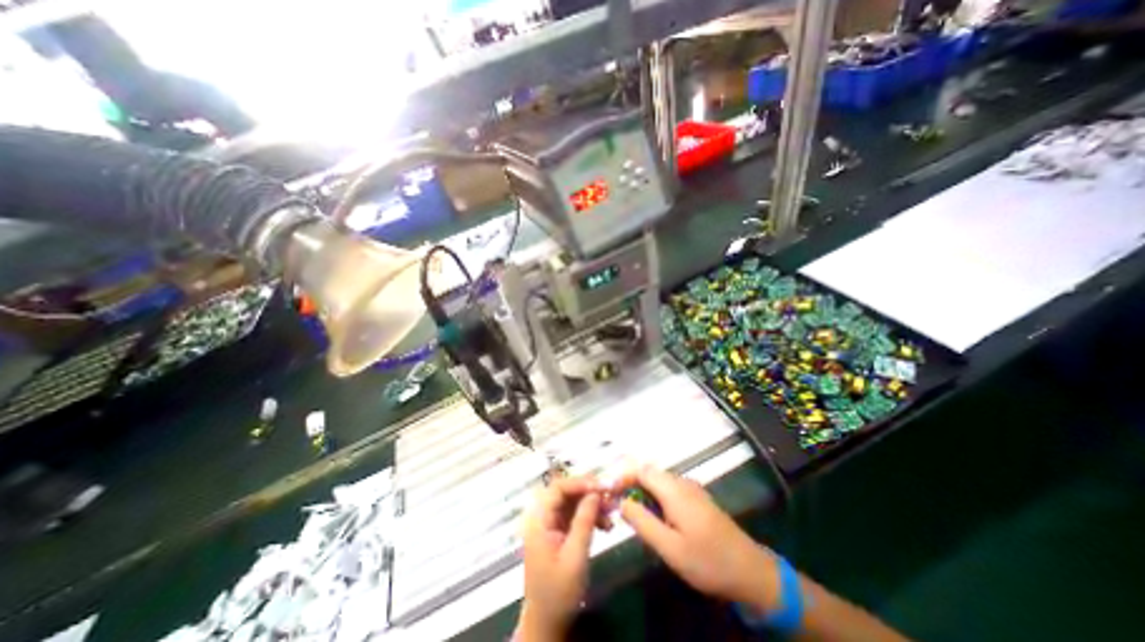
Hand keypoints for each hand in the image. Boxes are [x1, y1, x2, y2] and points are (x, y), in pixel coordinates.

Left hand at [522, 474, 601, 639]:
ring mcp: (551, 524)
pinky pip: (576, 515)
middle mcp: (543, 516)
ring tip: (612, 513)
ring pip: (573, 502)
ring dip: (593, 505)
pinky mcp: (559, 532)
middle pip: (567, 492)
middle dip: (590, 492)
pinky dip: (591, 517)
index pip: (558, 488)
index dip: (581, 482)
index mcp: (539, 519)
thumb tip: (596, 493)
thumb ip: (584, 521)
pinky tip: (607, 526)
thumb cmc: (558, 592)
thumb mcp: (575, 557)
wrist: (547, 624)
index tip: (603, 486)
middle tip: (611, 497)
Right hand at [607, 466, 787, 610]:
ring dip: (641, 491)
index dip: (622, 476)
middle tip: (615, 503)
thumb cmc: (708, 561)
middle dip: (629, 483)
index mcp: (674, 490)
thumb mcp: (670, 548)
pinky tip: (652, 516)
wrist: (751, 572)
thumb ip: (643, 522)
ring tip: (629, 511)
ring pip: (658, 481)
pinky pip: (668, 489)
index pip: (641, 470)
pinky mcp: (696, 499)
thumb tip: (622, 502)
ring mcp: (691, 489)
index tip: (608, 492)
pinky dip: (653, 497)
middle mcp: (682, 482)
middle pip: (648, 473)